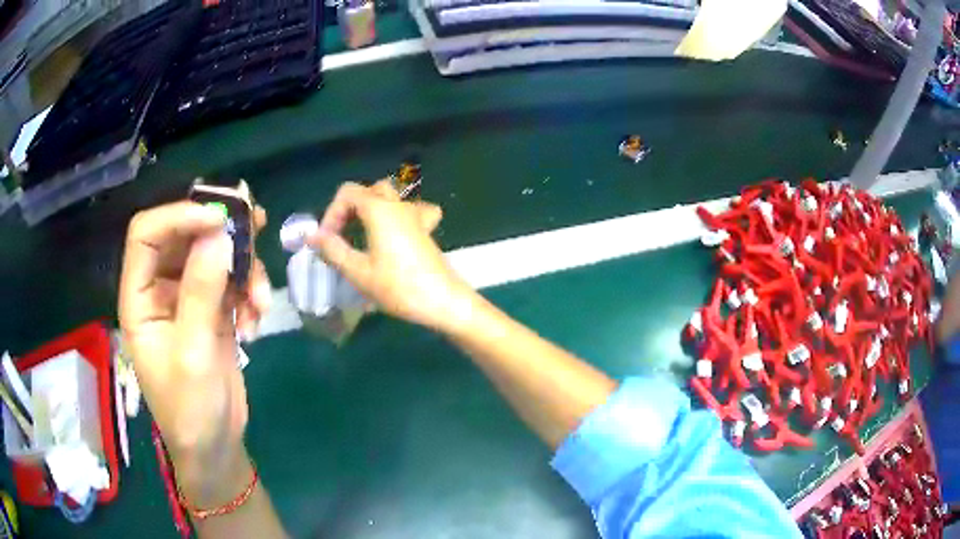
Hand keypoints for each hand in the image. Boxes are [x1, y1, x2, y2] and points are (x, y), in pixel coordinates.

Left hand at [118, 202, 271, 489]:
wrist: (215, 447)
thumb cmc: (191, 411)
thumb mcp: (193, 355)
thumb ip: (201, 293)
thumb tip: (219, 234)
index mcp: (139, 298)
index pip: (146, 235)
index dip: (178, 216)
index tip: (218, 219)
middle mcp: (159, 290)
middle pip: (184, 236)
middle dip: (220, 231)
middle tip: (257, 223)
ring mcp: (187, 298)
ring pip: (212, 254)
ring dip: (242, 267)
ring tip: (261, 300)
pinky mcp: (212, 310)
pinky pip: (231, 280)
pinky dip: (249, 291)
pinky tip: (257, 319)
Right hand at [308, 181, 473, 332]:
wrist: (443, 301)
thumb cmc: (398, 287)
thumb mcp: (359, 272)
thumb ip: (333, 250)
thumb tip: (312, 236)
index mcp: (379, 209)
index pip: (347, 193)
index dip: (331, 213)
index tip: (327, 241)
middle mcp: (398, 205)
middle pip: (368, 191)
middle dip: (349, 209)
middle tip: (341, 237)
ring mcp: (415, 215)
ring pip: (389, 197)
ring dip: (370, 210)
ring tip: (361, 235)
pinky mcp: (426, 229)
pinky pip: (411, 210)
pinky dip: (397, 215)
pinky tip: (395, 231)